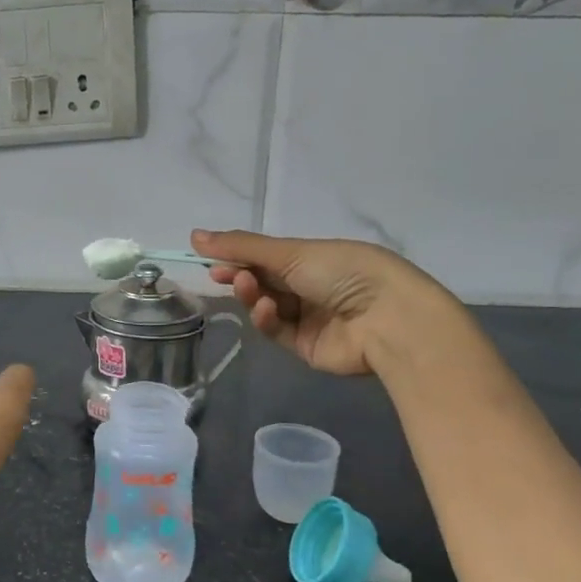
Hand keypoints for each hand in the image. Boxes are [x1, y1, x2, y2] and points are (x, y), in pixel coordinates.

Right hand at [192, 228, 448, 377]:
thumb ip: (240, 246)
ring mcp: (309, 317)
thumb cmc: (343, 271)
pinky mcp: (305, 346)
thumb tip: (194, 235)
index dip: (238, 256)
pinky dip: (266, 319)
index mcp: (314, 257)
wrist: (387, 319)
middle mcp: (311, 286)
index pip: (267, 256)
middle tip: (220, 275)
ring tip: (248, 287)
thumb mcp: (290, 252)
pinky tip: (266, 310)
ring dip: (252, 296)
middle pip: (264, 281)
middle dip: (241, 276)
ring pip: (266, 306)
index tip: (211, 258)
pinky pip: (277, 331)